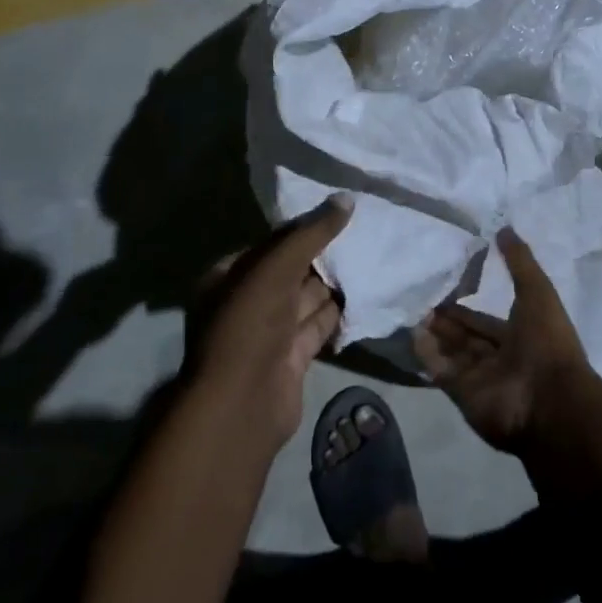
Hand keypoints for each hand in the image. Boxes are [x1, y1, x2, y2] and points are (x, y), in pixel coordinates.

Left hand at [190, 195, 349, 446]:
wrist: (242, 404)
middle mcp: (247, 302)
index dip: (303, 229)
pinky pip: (318, 326)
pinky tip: (366, 294)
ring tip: (372, 257)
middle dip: (324, 255)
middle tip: (364, 232)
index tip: (339, 213)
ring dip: (335, 283)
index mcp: (229, 276)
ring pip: (307, 299)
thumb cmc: (249, 324)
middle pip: (292, 270)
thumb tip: (347, 199)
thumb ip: (312, 232)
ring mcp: (269, 333)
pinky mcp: (292, 358)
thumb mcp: (276, 266)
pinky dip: (339, 313)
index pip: (271, 244)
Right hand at [412, 228, 596, 451]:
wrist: (548, 399)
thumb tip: (503, 227)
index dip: (467, 304)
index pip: (487, 318)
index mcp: (521, 335)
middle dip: (446, 318)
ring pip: (452, 352)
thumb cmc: (547, 341)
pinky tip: (411, 332)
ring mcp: (481, 378)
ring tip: (412, 309)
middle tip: (421, 297)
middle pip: (466, 335)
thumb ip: (519, 261)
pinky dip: (427, 354)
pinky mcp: (463, 395)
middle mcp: (500, 357)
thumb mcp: (537, 291)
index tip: (445, 285)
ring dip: (434, 333)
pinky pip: (441, 371)